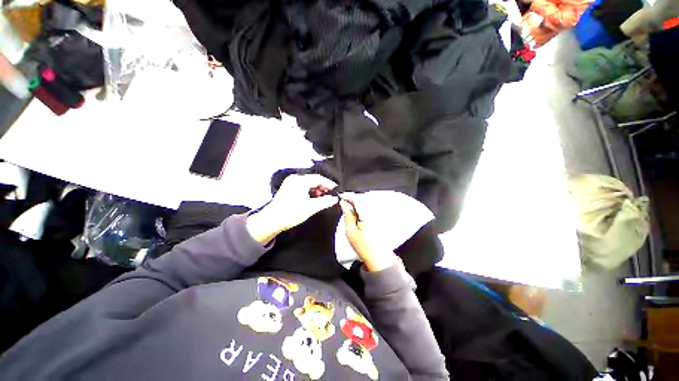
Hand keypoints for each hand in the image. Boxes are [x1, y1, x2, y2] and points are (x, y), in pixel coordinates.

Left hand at [247, 174, 337, 244]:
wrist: (272, 220)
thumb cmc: (291, 213)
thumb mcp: (311, 207)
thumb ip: (325, 202)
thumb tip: (334, 199)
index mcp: (300, 181)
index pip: (318, 178)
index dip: (328, 183)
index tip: (335, 189)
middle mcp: (295, 178)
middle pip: (313, 179)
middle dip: (322, 186)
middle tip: (329, 193)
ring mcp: (290, 182)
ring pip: (308, 182)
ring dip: (316, 188)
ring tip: (321, 196)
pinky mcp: (288, 188)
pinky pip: (302, 185)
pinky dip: (309, 190)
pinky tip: (312, 197)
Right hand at [339, 193, 397, 271]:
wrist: (377, 256)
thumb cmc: (363, 246)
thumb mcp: (350, 232)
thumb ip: (347, 216)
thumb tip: (343, 204)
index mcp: (366, 216)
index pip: (357, 200)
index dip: (348, 196)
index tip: (341, 196)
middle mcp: (374, 213)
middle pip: (362, 199)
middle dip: (352, 198)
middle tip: (344, 201)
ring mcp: (378, 214)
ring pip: (366, 202)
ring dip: (357, 202)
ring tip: (349, 206)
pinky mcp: (379, 217)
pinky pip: (370, 207)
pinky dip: (362, 206)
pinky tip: (357, 211)